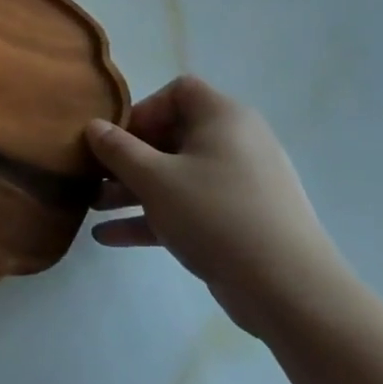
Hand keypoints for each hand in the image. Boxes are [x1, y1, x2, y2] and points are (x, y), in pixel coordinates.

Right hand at [87, 76, 356, 339]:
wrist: (290, 291)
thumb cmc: (215, 215)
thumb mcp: (154, 178)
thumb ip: (117, 149)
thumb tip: (93, 126)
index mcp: (223, 119)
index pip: (179, 92)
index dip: (143, 110)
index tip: (117, 138)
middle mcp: (236, 143)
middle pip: (172, 137)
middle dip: (128, 157)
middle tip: (95, 175)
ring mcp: (241, 185)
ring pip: (176, 176)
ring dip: (133, 190)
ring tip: (93, 208)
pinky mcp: (241, 222)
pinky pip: (189, 208)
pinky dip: (154, 217)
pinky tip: (109, 237)